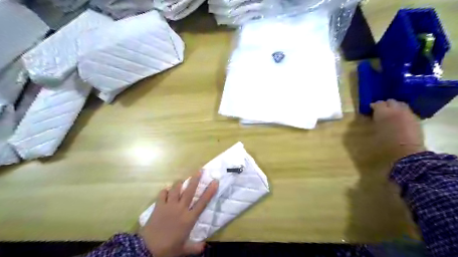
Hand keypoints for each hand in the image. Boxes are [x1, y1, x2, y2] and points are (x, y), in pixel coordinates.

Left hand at [139, 173, 217, 256]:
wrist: (148, 250)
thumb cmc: (168, 249)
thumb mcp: (184, 250)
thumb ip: (195, 247)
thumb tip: (205, 247)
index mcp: (189, 218)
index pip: (202, 202)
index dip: (210, 191)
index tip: (215, 181)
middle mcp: (181, 209)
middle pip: (189, 191)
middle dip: (195, 179)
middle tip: (200, 170)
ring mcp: (169, 206)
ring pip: (175, 189)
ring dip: (179, 183)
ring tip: (181, 180)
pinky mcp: (158, 206)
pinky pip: (162, 194)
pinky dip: (164, 191)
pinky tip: (166, 191)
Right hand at [372, 99, 425, 161]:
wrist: (407, 152)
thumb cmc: (386, 144)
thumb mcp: (374, 133)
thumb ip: (373, 123)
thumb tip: (372, 119)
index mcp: (383, 112)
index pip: (377, 103)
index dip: (373, 106)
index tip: (370, 111)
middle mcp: (396, 110)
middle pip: (391, 101)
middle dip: (385, 105)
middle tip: (381, 112)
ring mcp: (408, 114)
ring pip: (401, 104)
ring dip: (395, 107)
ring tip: (391, 115)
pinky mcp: (416, 119)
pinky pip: (408, 112)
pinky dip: (403, 113)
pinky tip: (400, 121)